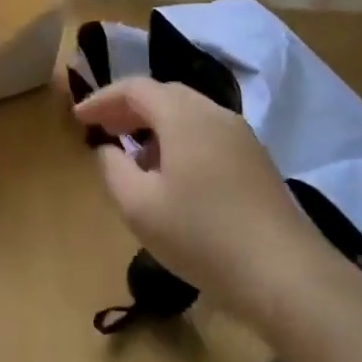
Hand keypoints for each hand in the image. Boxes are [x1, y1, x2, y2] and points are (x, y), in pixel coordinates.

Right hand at [75, 76, 328, 331]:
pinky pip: (208, 135)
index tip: (78, 118)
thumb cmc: (201, 236)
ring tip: (133, 155)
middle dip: (129, 109)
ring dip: (155, 126)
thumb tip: (109, 149)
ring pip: (189, 115)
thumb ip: (113, 169)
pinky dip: (179, 141)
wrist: (283, 273)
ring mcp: (242, 137)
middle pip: (165, 95)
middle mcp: (216, 115)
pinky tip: (172, 175)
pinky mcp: (256, 162)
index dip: (102, 99)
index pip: (136, 89)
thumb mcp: (139, 206)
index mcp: (184, 117)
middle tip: (103, 130)